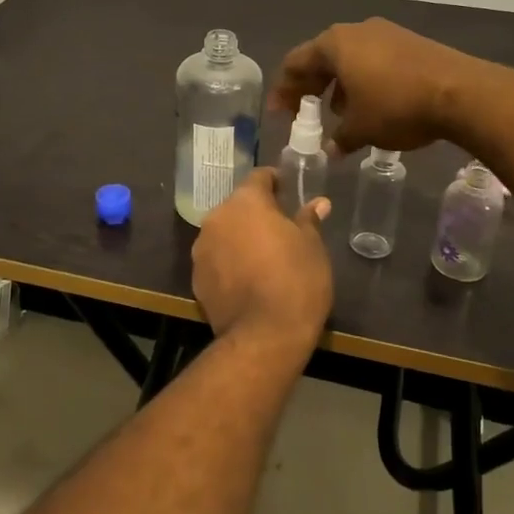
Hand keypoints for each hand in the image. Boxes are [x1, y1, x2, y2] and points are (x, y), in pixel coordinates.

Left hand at [191, 168, 332, 351]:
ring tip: (263, 257)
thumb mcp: (312, 247)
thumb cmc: (296, 281)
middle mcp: (217, 218)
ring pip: (224, 232)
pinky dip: (229, 262)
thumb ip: (308, 220)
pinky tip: (247, 280)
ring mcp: (201, 248)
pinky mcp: (196, 278)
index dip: (275, 182)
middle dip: (256, 213)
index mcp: (245, 202)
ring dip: (240, 237)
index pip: (259, 177)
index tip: (288, 191)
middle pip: (238, 206)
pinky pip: (216, 259)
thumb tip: (318, 203)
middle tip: (280, 228)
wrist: (264, 336)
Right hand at [269, 18, 478, 156]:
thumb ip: (339, 137)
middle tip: (303, 111)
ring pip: (350, 59)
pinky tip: (370, 105)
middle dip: (310, 86)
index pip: (296, 63)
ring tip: (337, 113)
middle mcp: (357, 31)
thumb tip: (331, 149)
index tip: (279, 113)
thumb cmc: (397, 107)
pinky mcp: (411, 43)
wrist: (461, 93)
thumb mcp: (361, 129)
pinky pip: (374, 60)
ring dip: (338, 85)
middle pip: (322, 58)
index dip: (284, 90)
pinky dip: (363, 81)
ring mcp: (387, 33)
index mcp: (335, 44)